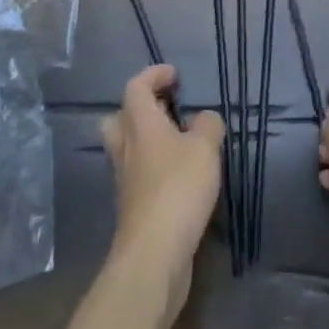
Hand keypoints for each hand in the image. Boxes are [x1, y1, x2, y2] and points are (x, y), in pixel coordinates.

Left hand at [102, 65, 223, 311]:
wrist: (154, 253)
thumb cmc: (178, 188)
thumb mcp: (205, 148)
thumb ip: (208, 126)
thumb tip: (204, 119)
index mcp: (140, 124)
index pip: (136, 87)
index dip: (153, 75)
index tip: (174, 75)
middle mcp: (126, 148)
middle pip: (120, 118)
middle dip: (141, 108)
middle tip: (167, 109)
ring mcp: (125, 179)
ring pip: (127, 147)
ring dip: (147, 139)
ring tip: (178, 142)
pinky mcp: (132, 206)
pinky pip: (137, 173)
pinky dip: (154, 166)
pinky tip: (179, 175)